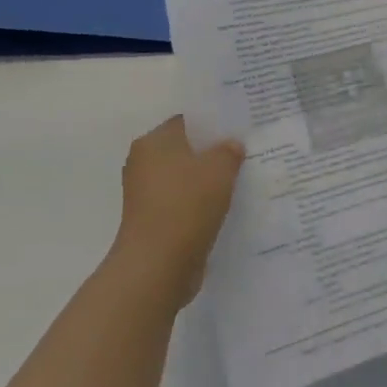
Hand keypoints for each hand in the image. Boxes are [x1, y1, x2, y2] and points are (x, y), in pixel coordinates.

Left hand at [115, 115, 245, 306]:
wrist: (158, 265)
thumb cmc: (187, 204)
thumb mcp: (220, 168)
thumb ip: (229, 150)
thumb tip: (230, 145)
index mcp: (154, 142)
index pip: (186, 121)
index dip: (213, 123)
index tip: (238, 129)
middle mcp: (143, 163)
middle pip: (184, 150)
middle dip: (211, 152)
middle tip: (243, 153)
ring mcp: (145, 194)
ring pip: (184, 178)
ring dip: (206, 180)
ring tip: (239, 180)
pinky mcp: (152, 220)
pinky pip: (182, 202)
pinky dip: (199, 203)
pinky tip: (224, 206)